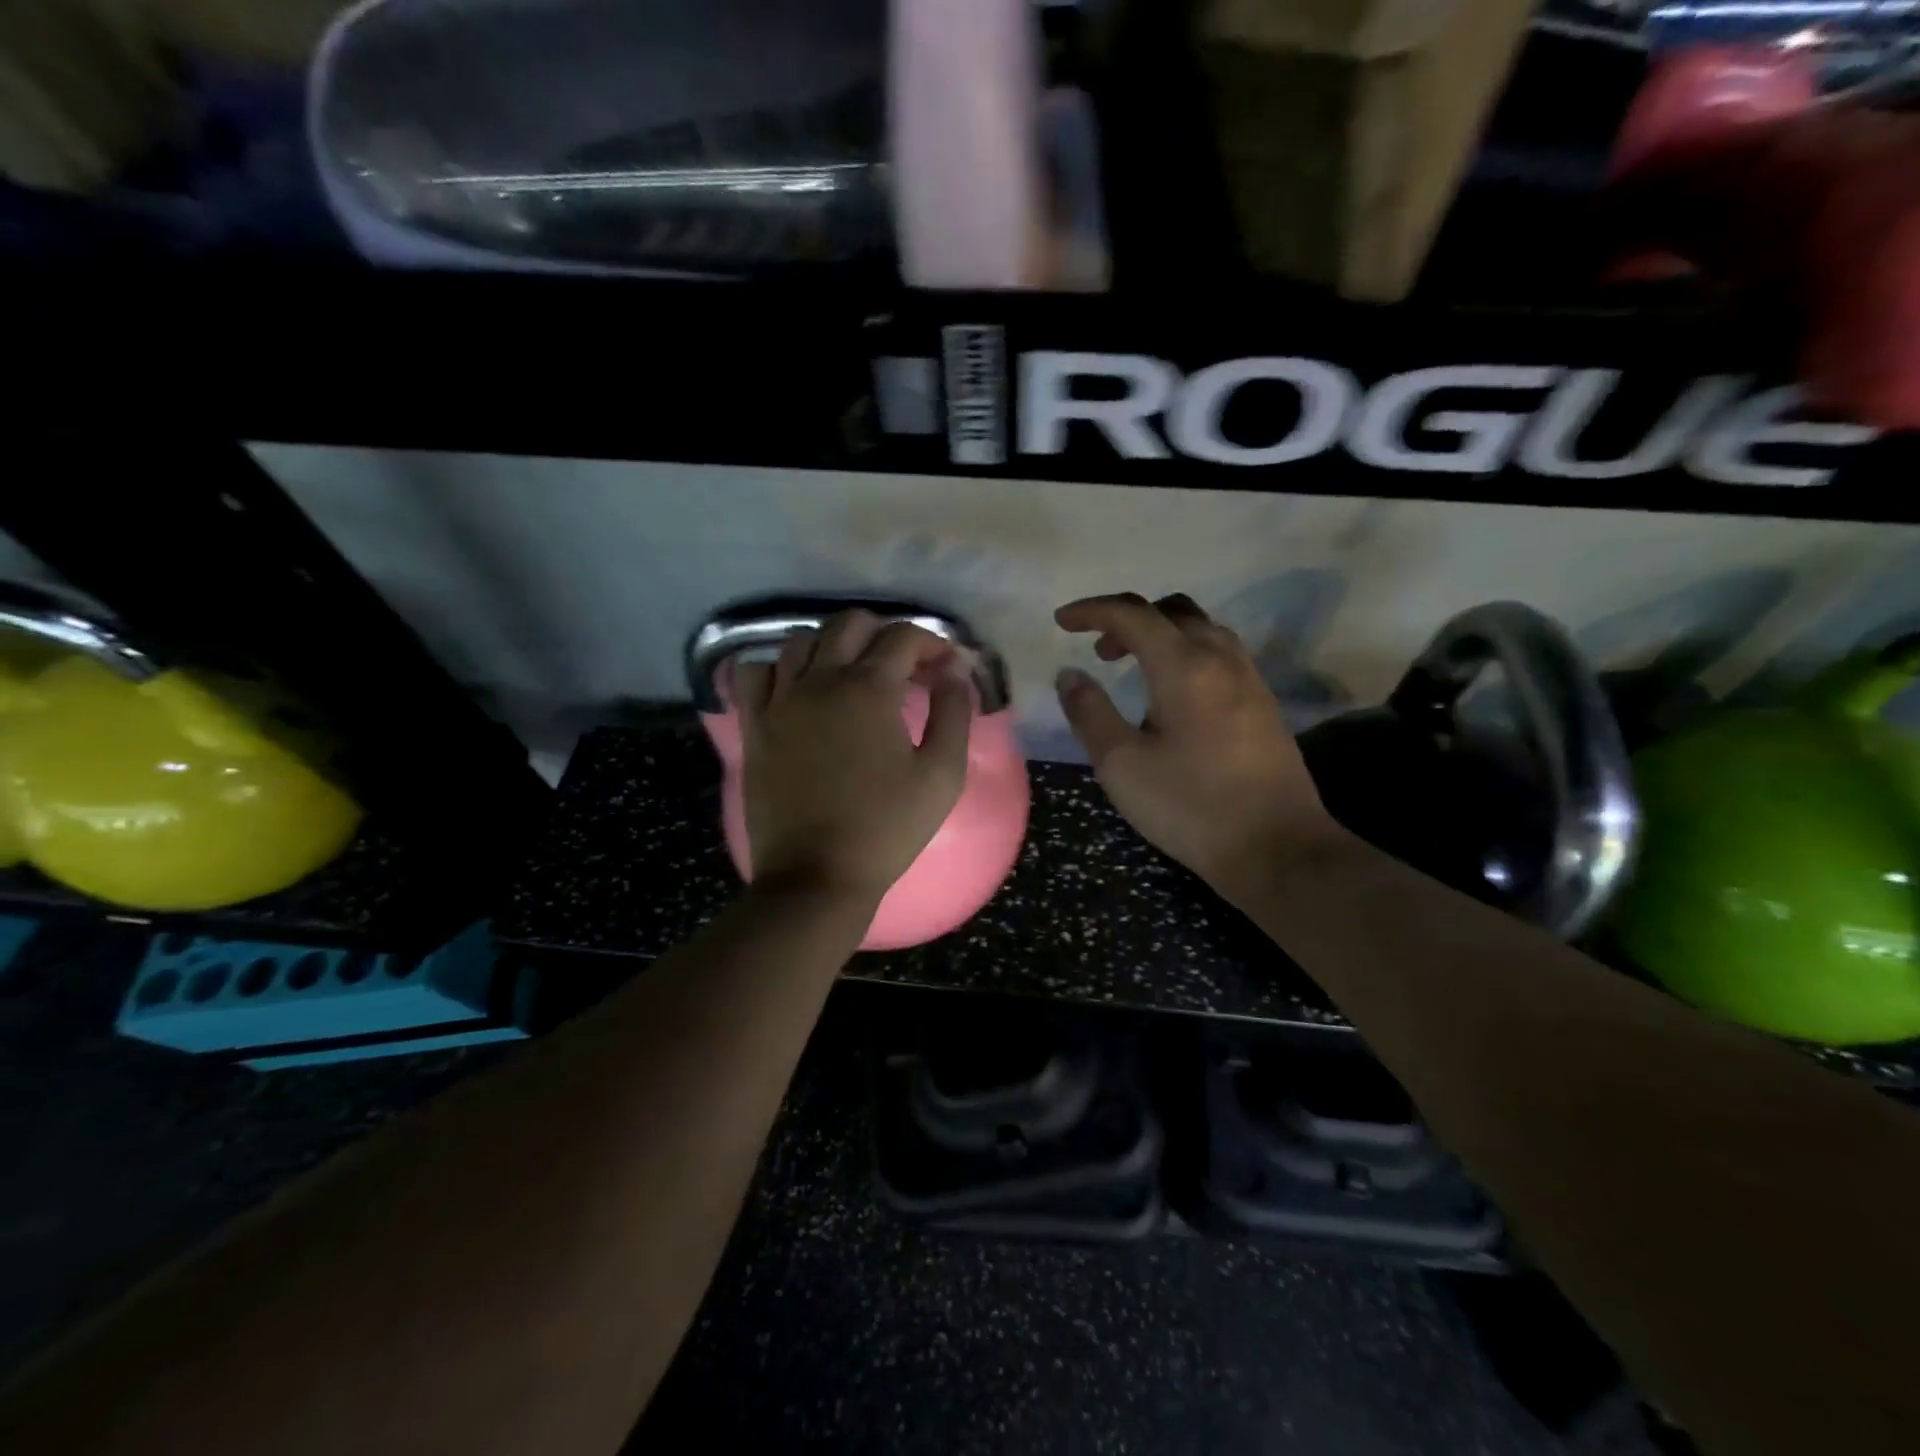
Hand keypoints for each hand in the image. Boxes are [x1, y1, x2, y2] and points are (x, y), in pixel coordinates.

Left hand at [733, 611, 972, 906]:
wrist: (817, 875)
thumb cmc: (887, 827)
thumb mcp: (942, 773)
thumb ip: (954, 712)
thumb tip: (956, 671)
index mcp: (869, 689)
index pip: (903, 637)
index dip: (932, 643)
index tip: (946, 667)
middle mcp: (820, 680)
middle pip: (850, 624)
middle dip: (884, 634)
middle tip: (905, 666)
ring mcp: (780, 701)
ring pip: (801, 640)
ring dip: (833, 644)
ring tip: (852, 673)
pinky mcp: (755, 725)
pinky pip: (754, 673)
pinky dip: (778, 667)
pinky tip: (797, 687)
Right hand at [1054, 593, 1339, 894]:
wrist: (1277, 847)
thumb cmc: (1190, 805)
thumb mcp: (1121, 764)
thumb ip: (1090, 712)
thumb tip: (1070, 674)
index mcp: (1183, 665)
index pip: (1132, 614)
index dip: (1092, 611)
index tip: (1061, 622)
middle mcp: (1221, 658)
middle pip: (1172, 611)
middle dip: (1128, 619)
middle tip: (1099, 649)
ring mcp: (1249, 679)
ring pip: (1201, 629)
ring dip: (1161, 634)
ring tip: (1132, 668)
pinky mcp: (1263, 703)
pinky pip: (1219, 654)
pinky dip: (1186, 654)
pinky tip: (1172, 695)